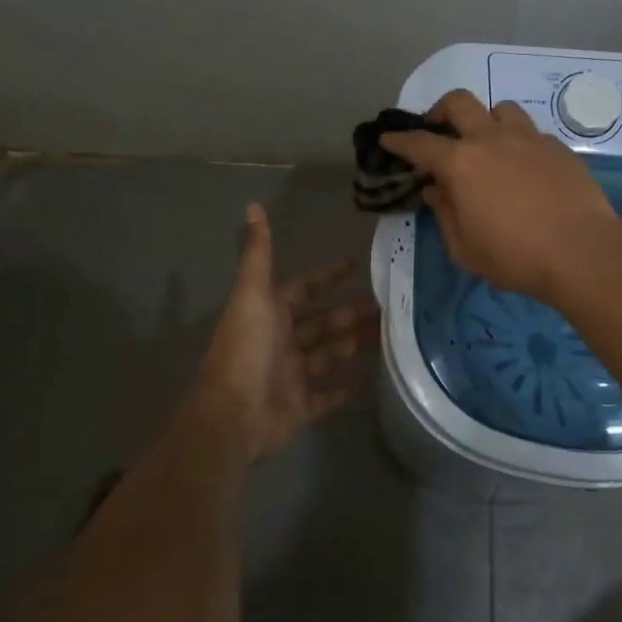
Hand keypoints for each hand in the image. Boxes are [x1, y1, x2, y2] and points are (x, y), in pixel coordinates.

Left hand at [189, 204, 379, 462]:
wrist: (233, 416)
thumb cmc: (246, 350)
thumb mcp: (254, 294)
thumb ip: (258, 253)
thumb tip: (253, 206)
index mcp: (270, 315)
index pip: (303, 289)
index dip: (327, 276)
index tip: (355, 264)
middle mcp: (281, 343)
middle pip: (322, 323)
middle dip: (350, 312)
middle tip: (387, 303)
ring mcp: (291, 377)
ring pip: (330, 355)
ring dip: (354, 344)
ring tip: (388, 334)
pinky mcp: (301, 409)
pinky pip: (328, 396)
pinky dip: (345, 389)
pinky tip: (369, 379)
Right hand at [381, 89, 621, 301]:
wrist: (582, 252)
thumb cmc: (515, 257)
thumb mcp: (465, 248)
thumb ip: (445, 213)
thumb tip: (436, 189)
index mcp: (461, 163)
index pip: (420, 143)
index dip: (400, 140)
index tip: (388, 139)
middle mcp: (492, 139)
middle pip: (460, 102)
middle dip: (441, 110)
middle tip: (439, 129)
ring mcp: (530, 139)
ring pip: (502, 109)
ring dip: (487, 121)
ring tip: (489, 145)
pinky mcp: (559, 148)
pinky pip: (532, 133)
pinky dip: (520, 143)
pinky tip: (525, 168)